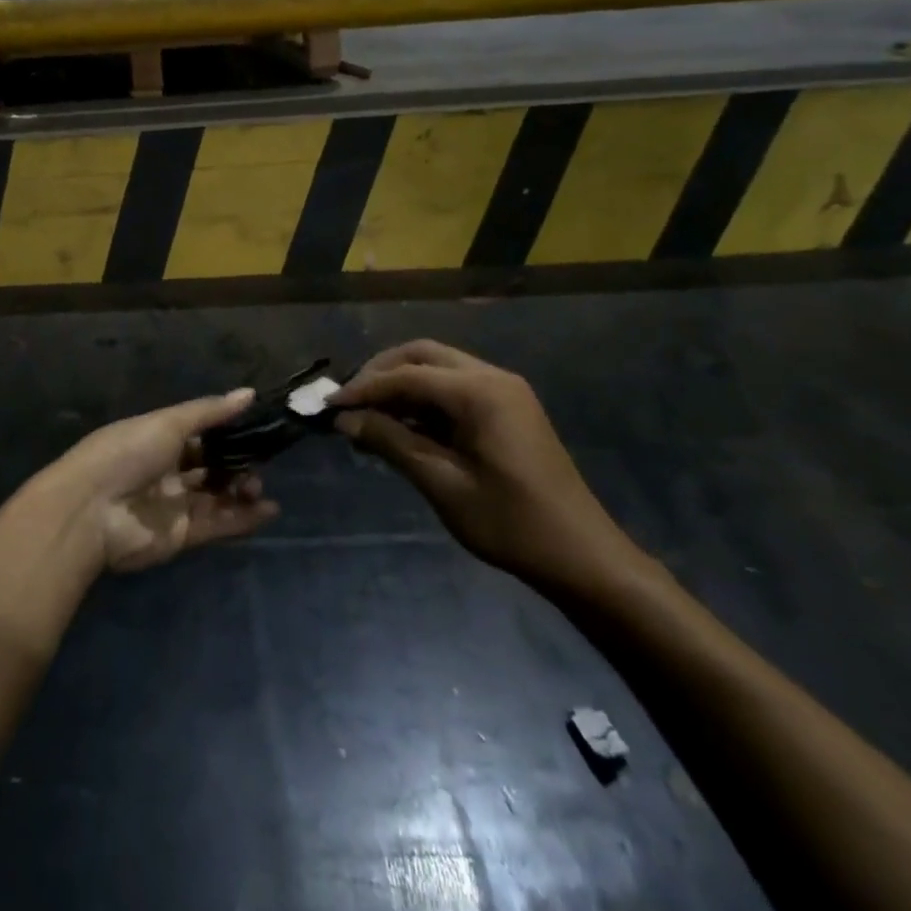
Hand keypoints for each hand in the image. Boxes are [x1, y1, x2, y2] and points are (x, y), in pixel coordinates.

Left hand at [44, 390, 280, 573]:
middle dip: (236, 463)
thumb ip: (210, 412)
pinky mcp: (180, 536)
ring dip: (241, 490)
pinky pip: (216, 524)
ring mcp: (173, 504)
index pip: (200, 434)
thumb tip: (249, 393)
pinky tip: (268, 510)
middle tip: (259, 462)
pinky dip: (242, 519)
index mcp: (158, 438)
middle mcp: (166, 470)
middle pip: (210, 466)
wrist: (91, 510)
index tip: (257, 429)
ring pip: (216, 496)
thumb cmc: (127, 453)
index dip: (227, 432)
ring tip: (258, 486)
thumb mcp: (168, 423)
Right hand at [331, 340, 644, 594]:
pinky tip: (404, 427)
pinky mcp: (509, 409)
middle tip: (349, 402)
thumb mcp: (442, 483)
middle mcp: (492, 377)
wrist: (582, 556)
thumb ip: (391, 443)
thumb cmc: (510, 523)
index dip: (363, 387)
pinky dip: (425, 399)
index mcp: (479, 391)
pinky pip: (456, 388)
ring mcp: (504, 391)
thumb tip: (345, 420)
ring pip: (439, 368)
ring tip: (369, 416)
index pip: (406, 374)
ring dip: (402, 384)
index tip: (328, 406)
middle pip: (422, 355)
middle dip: (381, 372)